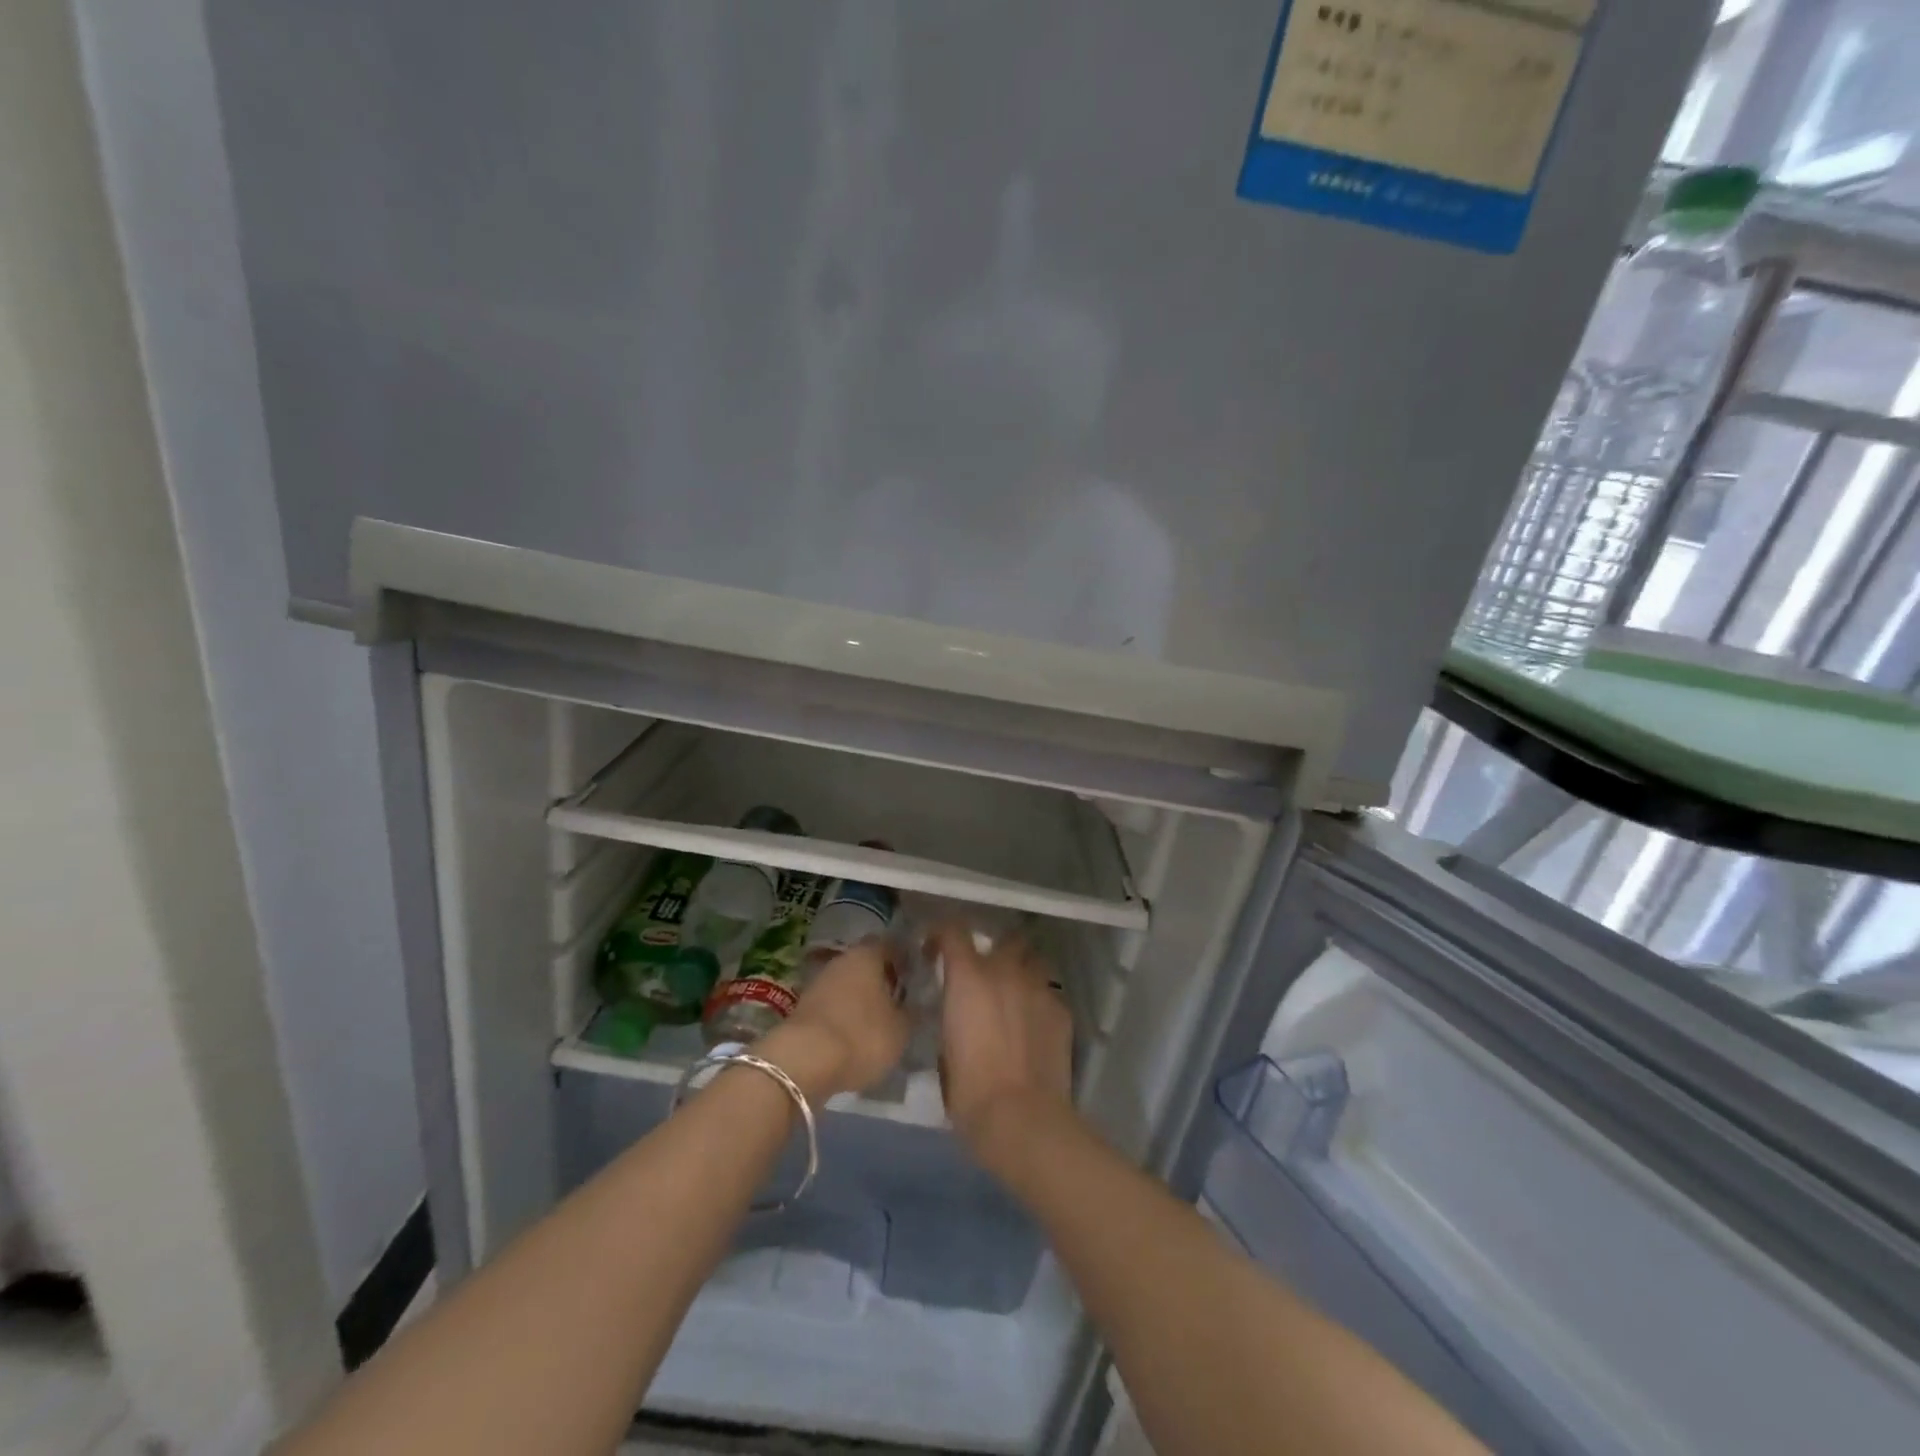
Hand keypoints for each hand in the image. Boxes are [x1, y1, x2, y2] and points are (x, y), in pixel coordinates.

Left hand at [761, 939, 908, 1101]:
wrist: (803, 1062)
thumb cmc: (861, 1036)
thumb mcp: (900, 1030)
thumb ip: (912, 1012)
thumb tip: (916, 1003)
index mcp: (868, 955)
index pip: (891, 945)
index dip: (905, 958)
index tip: (917, 975)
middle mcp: (842, 960)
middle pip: (866, 963)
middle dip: (881, 978)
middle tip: (899, 1000)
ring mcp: (818, 982)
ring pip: (848, 983)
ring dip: (861, 998)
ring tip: (878, 1021)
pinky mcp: (803, 1007)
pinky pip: (832, 1004)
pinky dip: (844, 1014)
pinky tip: (854, 1034)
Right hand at [935, 925, 1072, 1165]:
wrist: (1021, 1117)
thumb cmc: (969, 1090)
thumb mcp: (944, 1049)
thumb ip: (952, 1018)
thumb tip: (958, 1015)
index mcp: (968, 977)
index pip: (953, 930)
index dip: (942, 935)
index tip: (936, 952)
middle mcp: (1005, 971)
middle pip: (1006, 939)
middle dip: (996, 951)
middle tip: (986, 976)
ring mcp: (1038, 988)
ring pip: (1033, 962)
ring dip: (1022, 972)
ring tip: (1016, 996)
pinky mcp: (1062, 1010)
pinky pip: (1049, 993)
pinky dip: (1039, 1002)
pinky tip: (1035, 1027)